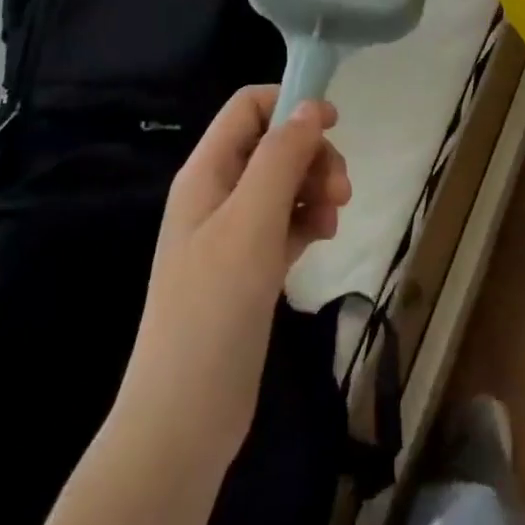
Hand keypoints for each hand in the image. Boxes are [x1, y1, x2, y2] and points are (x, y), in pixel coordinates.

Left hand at [113, 87, 352, 476]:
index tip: (334, 125)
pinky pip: (285, 222)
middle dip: (312, 155)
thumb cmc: (214, 307)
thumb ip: (282, 157)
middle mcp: (217, 193)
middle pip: (273, 144)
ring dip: (315, 188)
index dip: (291, 105)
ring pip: (284, 183)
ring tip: (335, 218)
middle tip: (341, 189)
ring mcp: (232, 233)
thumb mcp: (252, 221)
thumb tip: (311, 107)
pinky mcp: (248, 267)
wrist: (183, 418)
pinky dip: (308, 221)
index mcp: (207, 171)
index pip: (248, 107)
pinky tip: (323, 238)